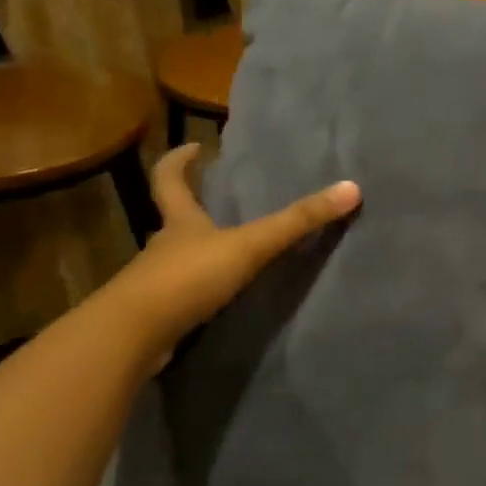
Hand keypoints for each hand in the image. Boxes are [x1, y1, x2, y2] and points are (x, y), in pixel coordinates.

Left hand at [110, 143, 360, 358]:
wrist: (133, 337)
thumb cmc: (188, 278)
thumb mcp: (250, 245)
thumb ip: (298, 222)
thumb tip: (352, 188)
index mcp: (180, 222)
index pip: (169, 180)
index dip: (178, 162)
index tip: (194, 148)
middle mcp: (163, 247)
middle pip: (173, 220)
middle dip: (192, 209)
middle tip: (218, 201)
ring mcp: (155, 284)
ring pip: (177, 260)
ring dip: (197, 254)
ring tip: (229, 254)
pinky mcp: (157, 317)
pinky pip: (181, 297)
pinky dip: (197, 294)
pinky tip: (219, 302)